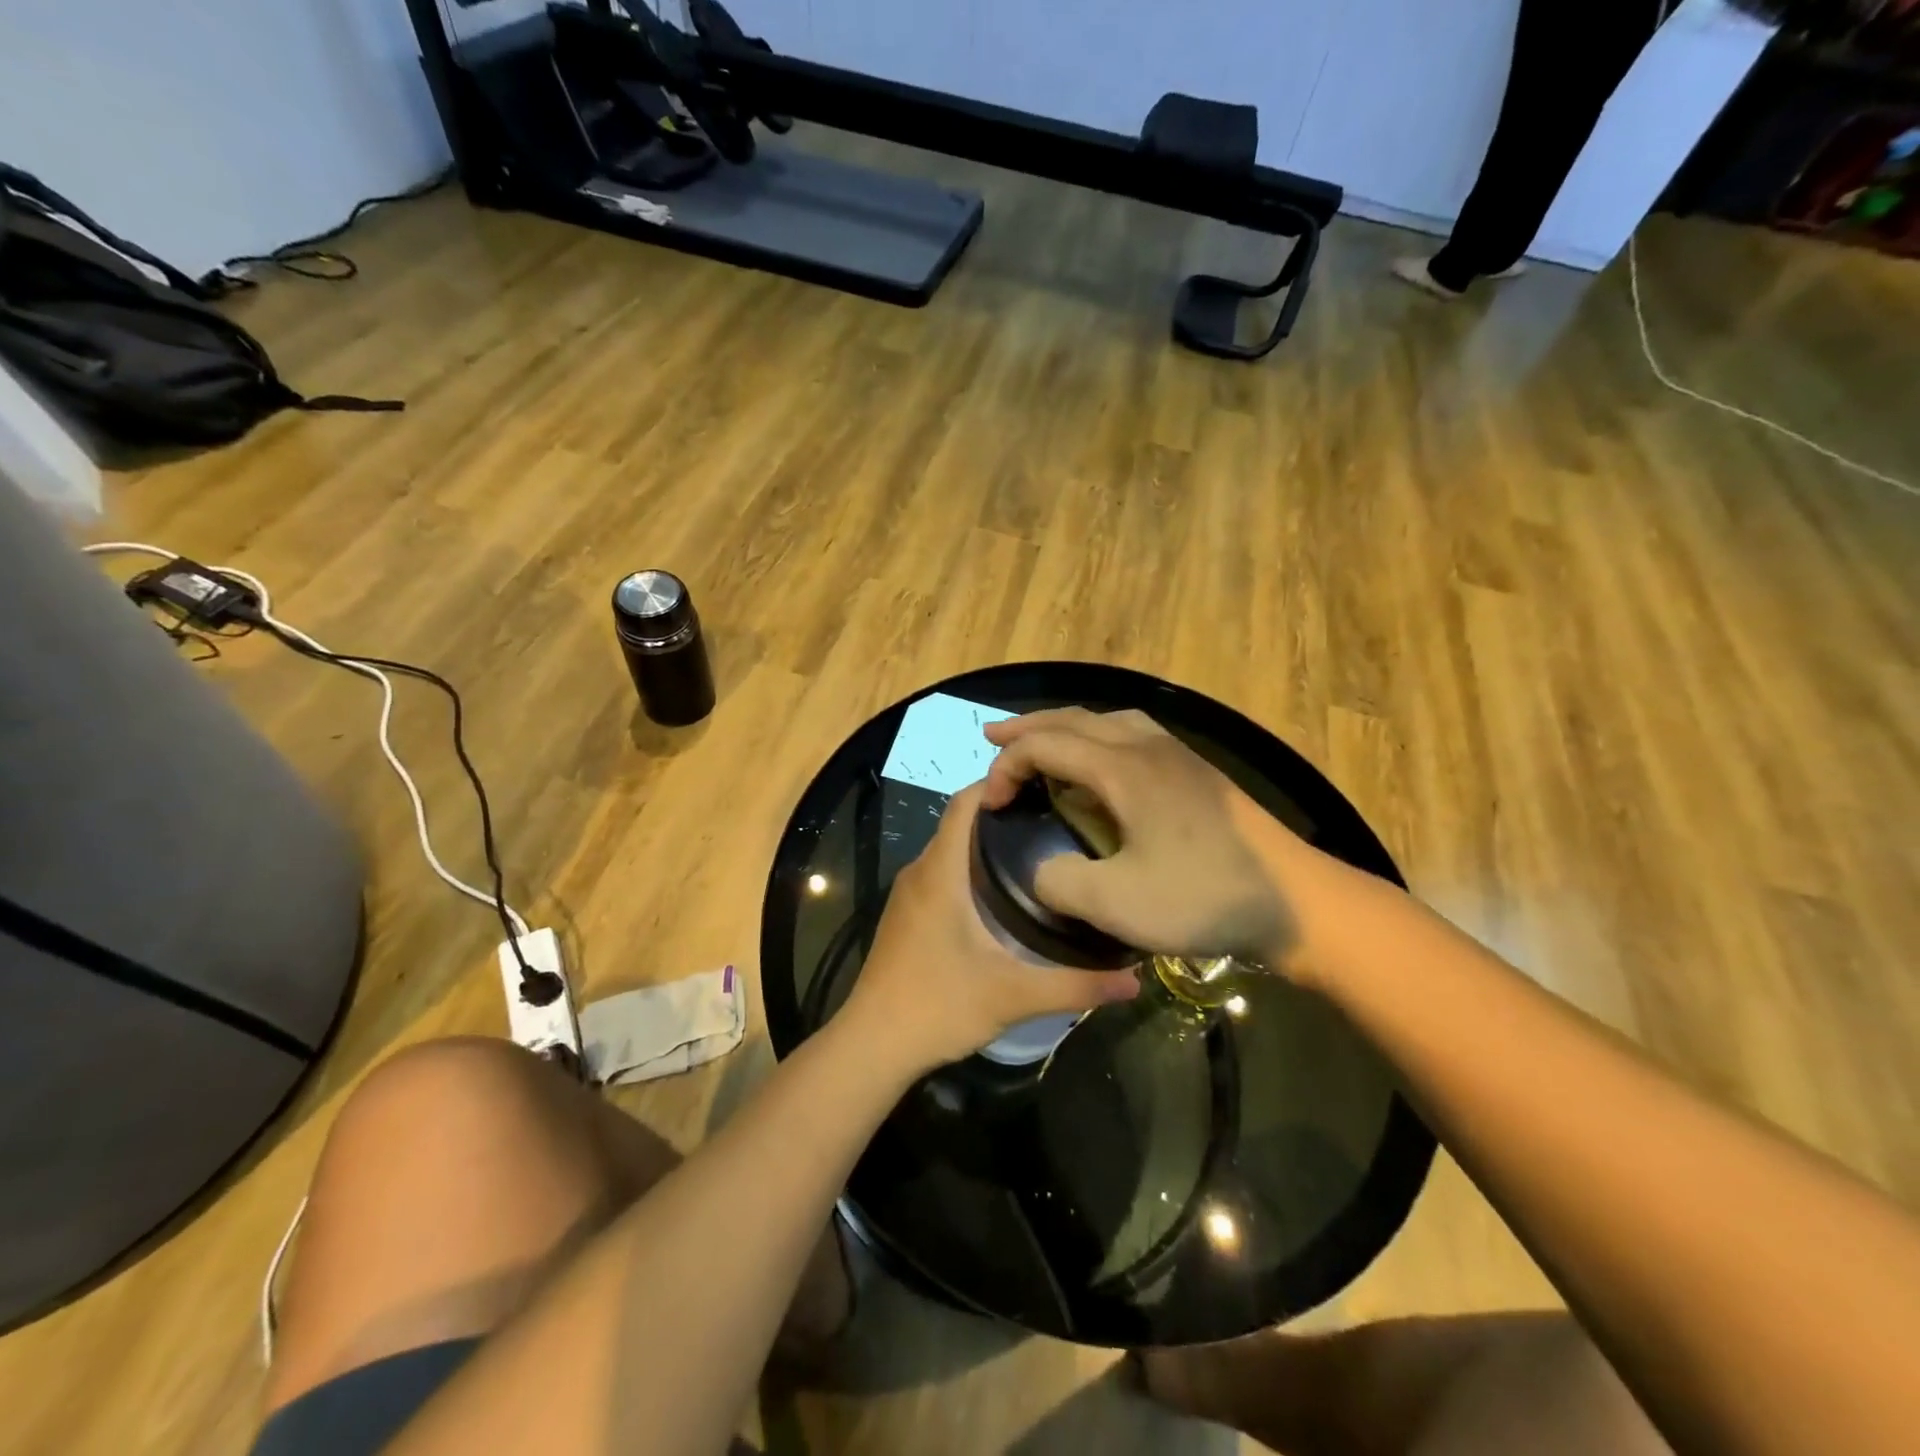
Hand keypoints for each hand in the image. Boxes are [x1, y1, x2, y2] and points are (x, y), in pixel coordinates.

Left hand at [842, 783, 1140, 1074]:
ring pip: (949, 848)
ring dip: (986, 841)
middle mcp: (920, 872)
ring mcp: (908, 894)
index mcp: (940, 872)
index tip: (1044, 783)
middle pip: (960, 822)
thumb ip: (1075, 986)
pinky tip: (1003, 892)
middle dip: (1003, 812)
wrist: (872, 1045)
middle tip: (1057, 818)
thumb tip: (1134, 980)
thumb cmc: (937, 1007)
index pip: (964, 803)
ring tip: (1039, 848)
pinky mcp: (906, 915)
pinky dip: (970, 866)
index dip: (999, 783)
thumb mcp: (1013, 996)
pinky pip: (941, 872)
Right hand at [981, 708, 1327, 972]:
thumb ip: (1059, 882)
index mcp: (1123, 768)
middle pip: (1074, 719)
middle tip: (991, 740)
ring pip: (1107, 721)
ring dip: (1065, 729)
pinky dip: (1097, 740)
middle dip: (1027, 729)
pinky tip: (1102, 767)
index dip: (1006, 767)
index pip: (1046, 745)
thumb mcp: (1116, 904)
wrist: (1296, 901)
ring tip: (1042, 744)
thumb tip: (1041, 869)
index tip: (989, 805)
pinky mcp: (1197, 774)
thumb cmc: (1203, 897)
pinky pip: (1133, 736)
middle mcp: (1148, 746)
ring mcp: (1178, 756)